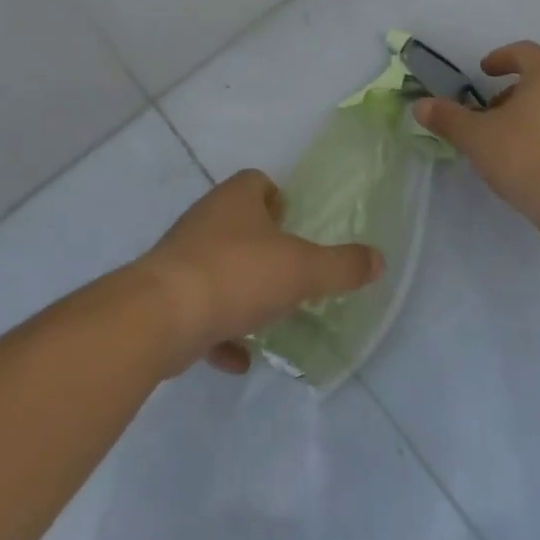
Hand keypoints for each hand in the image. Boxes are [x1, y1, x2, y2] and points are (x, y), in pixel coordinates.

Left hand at [137, 170, 383, 375]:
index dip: (278, 199)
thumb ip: (341, 266)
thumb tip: (378, 259)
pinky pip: (198, 310)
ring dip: (239, 290)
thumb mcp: (302, 270)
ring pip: (217, 266)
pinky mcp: (164, 297)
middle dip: (261, 246)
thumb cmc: (238, 275)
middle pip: (236, 222)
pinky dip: (218, 331)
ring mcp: (181, 258)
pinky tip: (238, 358)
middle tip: (288, 272)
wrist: (160, 317)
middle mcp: (205, 219)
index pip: (257, 182)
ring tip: (266, 316)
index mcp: (236, 198)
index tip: (295, 226)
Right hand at [413, 41, 539, 219]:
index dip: (500, 58)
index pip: (524, 51)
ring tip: (508, 139)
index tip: (483, 72)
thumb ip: (448, 119)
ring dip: (532, 113)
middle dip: (513, 90)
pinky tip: (533, 160)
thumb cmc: (527, 156)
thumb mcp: (477, 137)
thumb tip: (420, 106)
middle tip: (490, 111)